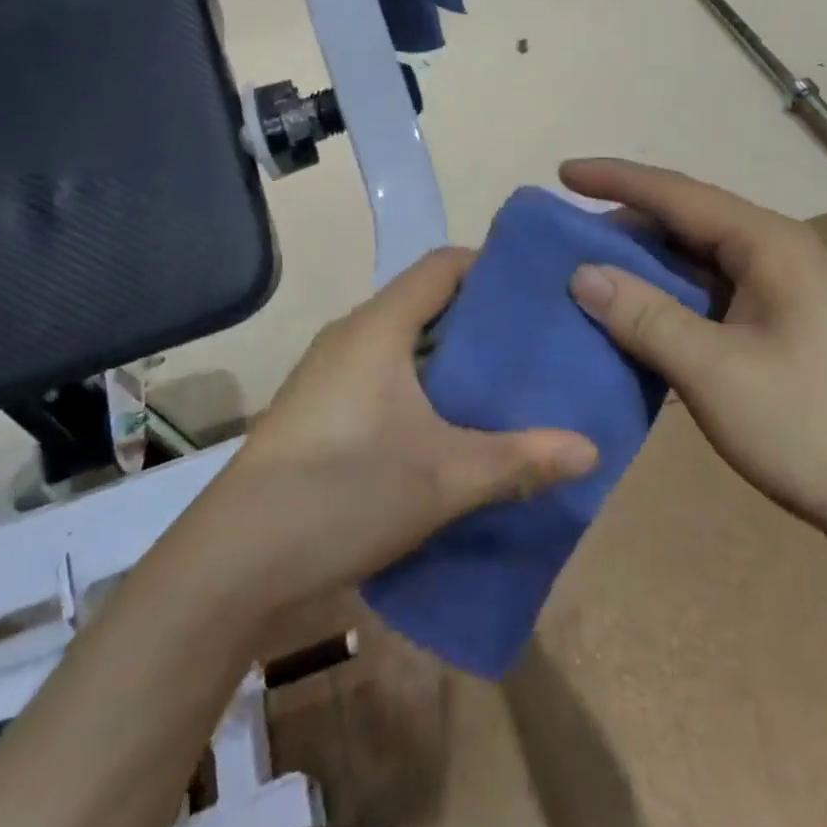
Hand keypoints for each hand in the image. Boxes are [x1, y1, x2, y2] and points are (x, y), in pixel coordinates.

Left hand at [212, 249, 598, 608]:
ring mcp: (329, 374)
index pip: (442, 266)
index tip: (538, 289)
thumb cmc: (343, 492)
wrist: (234, 561)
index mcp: (378, 327)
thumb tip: (592, 449)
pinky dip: (421, 388)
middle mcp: (351, 336)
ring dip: (449, 360)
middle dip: (479, 320)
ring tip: (503, 385)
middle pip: (425, 303)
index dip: (490, 266)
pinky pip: (382, 377)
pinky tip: (450, 426)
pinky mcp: (319, 411)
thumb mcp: (444, 477)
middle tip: (535, 344)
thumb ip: (520, 459)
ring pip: (403, 345)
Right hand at [560, 158, 826, 541]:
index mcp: (768, 244)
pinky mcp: (783, 331)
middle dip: (625, 226)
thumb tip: (582, 272)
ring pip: (697, 263)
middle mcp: (777, 254)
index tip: (561, 174)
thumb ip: (645, 316)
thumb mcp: (714, 372)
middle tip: (563, 240)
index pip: (676, 194)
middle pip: (687, 222)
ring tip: (586, 276)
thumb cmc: (813, 428)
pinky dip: (668, 304)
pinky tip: (635, 321)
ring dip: (644, 268)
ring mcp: (784, 295)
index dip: (615, 180)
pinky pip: (710, 299)